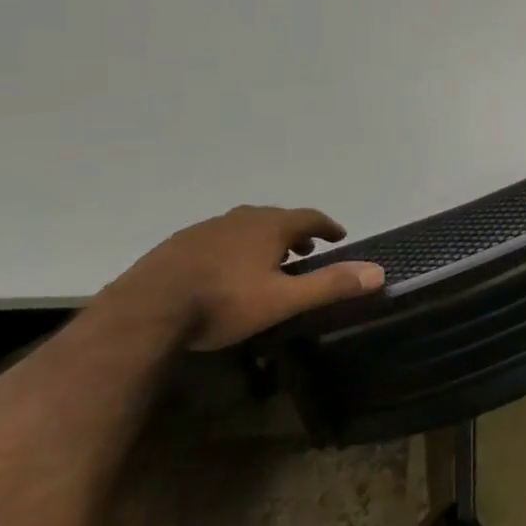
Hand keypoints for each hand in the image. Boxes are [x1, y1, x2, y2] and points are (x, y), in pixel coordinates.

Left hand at [117, 206, 384, 350]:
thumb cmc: (223, 302)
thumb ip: (329, 285)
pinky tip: (225, 270)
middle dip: (296, 232)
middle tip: (306, 250)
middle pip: (278, 218)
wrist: (147, 308)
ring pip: (247, 227)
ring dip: (265, 239)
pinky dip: (235, 247)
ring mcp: (208, 227)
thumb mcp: (282, 300)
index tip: (340, 235)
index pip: (310, 217)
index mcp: (270, 226)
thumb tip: (378, 271)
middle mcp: (242, 218)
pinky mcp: (181, 243)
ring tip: (268, 261)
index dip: (328, 226)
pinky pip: (220, 238)